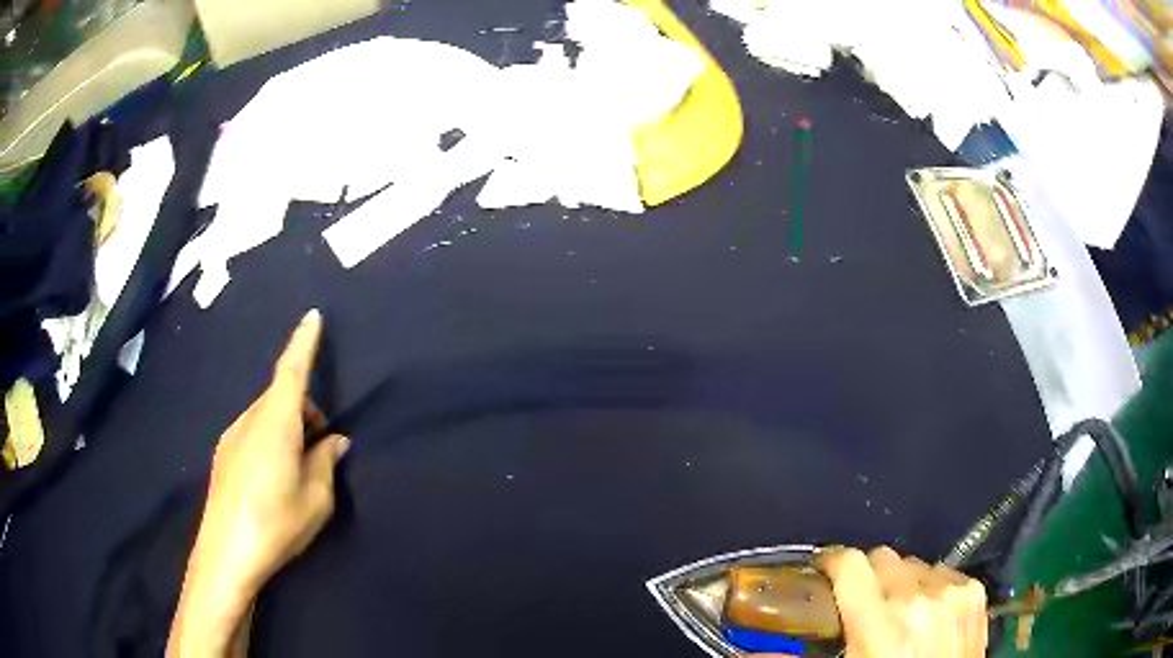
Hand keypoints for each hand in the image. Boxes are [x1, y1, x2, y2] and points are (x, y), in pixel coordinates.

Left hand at [168, 310, 349, 656]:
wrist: (226, 553)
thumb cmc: (276, 522)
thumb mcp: (316, 498)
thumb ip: (326, 462)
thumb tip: (334, 440)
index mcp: (276, 422)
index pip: (292, 371)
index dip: (304, 342)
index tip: (313, 315)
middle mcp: (250, 419)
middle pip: (281, 397)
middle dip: (305, 409)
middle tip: (323, 445)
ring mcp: (231, 437)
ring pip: (265, 416)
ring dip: (287, 427)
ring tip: (300, 468)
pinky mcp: (223, 456)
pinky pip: (252, 432)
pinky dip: (270, 439)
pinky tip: (274, 478)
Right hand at [815, 547, 987, 657]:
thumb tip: (747, 652)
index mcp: (881, 626)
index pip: (851, 565)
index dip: (832, 562)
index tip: (823, 571)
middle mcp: (919, 598)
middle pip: (883, 557)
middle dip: (868, 576)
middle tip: (861, 603)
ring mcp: (953, 591)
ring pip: (913, 564)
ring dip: (901, 582)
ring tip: (900, 612)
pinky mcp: (975, 591)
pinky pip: (942, 572)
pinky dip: (930, 586)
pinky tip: (929, 614)